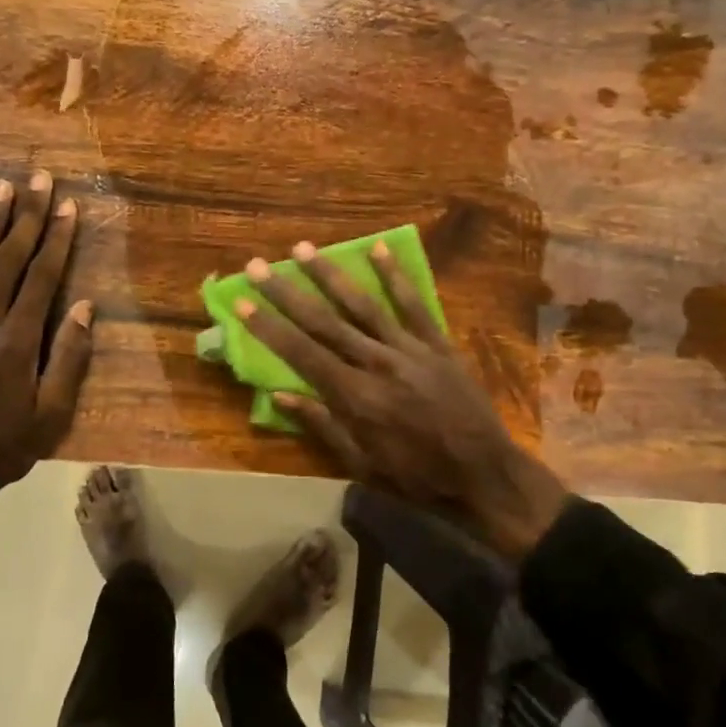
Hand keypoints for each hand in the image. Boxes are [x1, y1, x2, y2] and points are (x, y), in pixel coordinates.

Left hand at [0, 173, 94, 495]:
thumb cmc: (4, 446)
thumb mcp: (51, 414)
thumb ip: (68, 358)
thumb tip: (84, 307)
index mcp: (18, 342)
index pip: (42, 278)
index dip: (57, 239)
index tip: (68, 206)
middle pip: (8, 260)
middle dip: (26, 217)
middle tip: (38, 178)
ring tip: (0, 187)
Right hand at [238, 242, 570, 557]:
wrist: (483, 474)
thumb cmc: (416, 477)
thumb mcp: (361, 464)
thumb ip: (321, 425)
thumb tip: (279, 395)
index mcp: (354, 396)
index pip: (301, 353)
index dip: (268, 326)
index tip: (242, 300)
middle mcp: (376, 363)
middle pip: (324, 321)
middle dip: (287, 292)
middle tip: (259, 264)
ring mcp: (410, 349)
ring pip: (363, 304)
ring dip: (330, 275)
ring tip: (303, 248)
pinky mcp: (438, 344)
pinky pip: (414, 304)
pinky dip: (395, 277)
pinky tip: (377, 249)